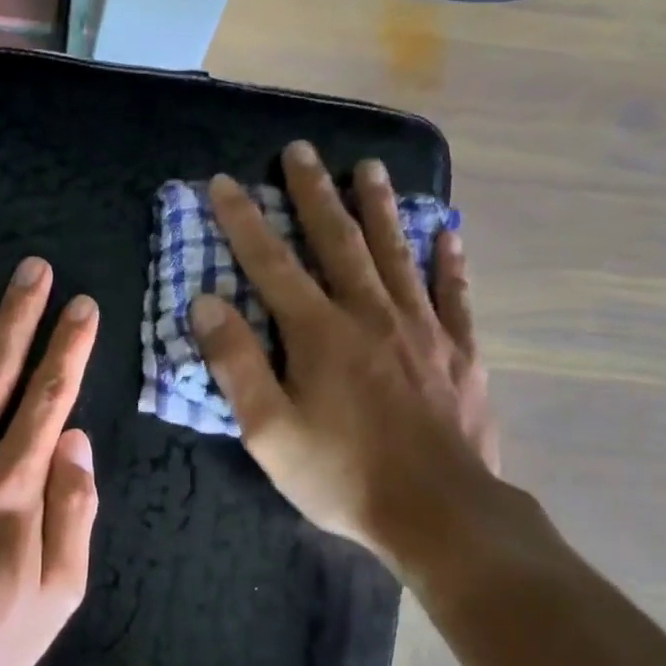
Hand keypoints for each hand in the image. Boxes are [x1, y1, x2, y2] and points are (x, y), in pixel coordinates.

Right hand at [190, 141, 500, 578]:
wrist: (441, 514)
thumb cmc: (343, 476)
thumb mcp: (269, 431)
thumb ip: (236, 363)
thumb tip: (206, 302)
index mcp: (319, 332)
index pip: (272, 263)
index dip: (244, 221)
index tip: (224, 183)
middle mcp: (370, 314)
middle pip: (337, 241)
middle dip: (314, 194)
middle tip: (300, 150)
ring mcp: (421, 330)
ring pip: (396, 253)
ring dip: (379, 208)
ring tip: (370, 167)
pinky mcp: (459, 352)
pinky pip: (452, 294)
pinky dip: (448, 260)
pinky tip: (447, 233)